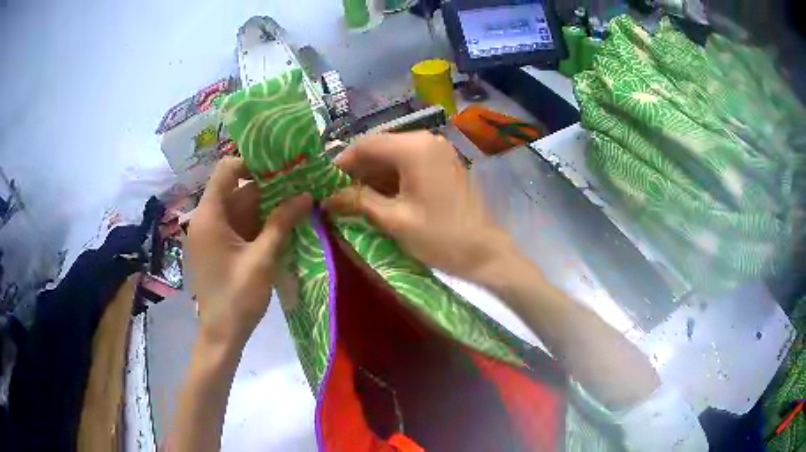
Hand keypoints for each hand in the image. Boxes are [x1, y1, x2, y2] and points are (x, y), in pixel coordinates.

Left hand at [186, 157, 311, 348]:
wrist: (221, 335)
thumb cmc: (237, 297)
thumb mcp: (262, 259)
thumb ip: (282, 223)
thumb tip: (306, 194)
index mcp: (210, 215)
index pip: (227, 170)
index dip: (253, 162)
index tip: (283, 166)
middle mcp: (208, 218)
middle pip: (238, 189)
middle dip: (269, 185)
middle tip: (301, 182)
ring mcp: (213, 233)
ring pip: (241, 208)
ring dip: (268, 205)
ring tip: (299, 200)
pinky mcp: (219, 247)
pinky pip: (240, 225)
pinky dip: (260, 222)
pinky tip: (285, 223)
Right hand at [324, 132, 514, 283]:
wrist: (484, 252)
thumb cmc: (440, 237)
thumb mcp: (394, 219)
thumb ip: (357, 201)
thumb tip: (326, 198)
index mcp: (414, 148)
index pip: (366, 144)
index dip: (341, 162)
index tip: (322, 182)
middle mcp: (426, 140)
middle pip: (379, 147)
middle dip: (356, 169)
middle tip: (335, 192)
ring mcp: (437, 150)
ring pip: (392, 155)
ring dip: (372, 174)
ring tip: (351, 197)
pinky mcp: (442, 163)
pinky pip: (408, 163)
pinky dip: (390, 177)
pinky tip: (376, 196)